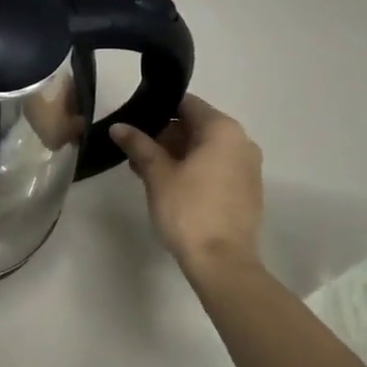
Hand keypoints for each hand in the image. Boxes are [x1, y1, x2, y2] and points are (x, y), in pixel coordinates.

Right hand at [110, 94, 263, 287]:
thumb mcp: (157, 174)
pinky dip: (192, 169)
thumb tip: (118, 126)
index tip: (133, 120)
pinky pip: (215, 167)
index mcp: (223, 130)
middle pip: (196, 125)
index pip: (186, 104)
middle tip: (134, 149)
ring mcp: (247, 168)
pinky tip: (167, 185)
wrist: (222, 263)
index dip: (157, 108)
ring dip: (175, 154)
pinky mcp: (246, 190)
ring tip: (143, 169)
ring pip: (204, 149)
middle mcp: (241, 142)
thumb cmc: (189, 210)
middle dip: (164, 135)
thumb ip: (138, 145)